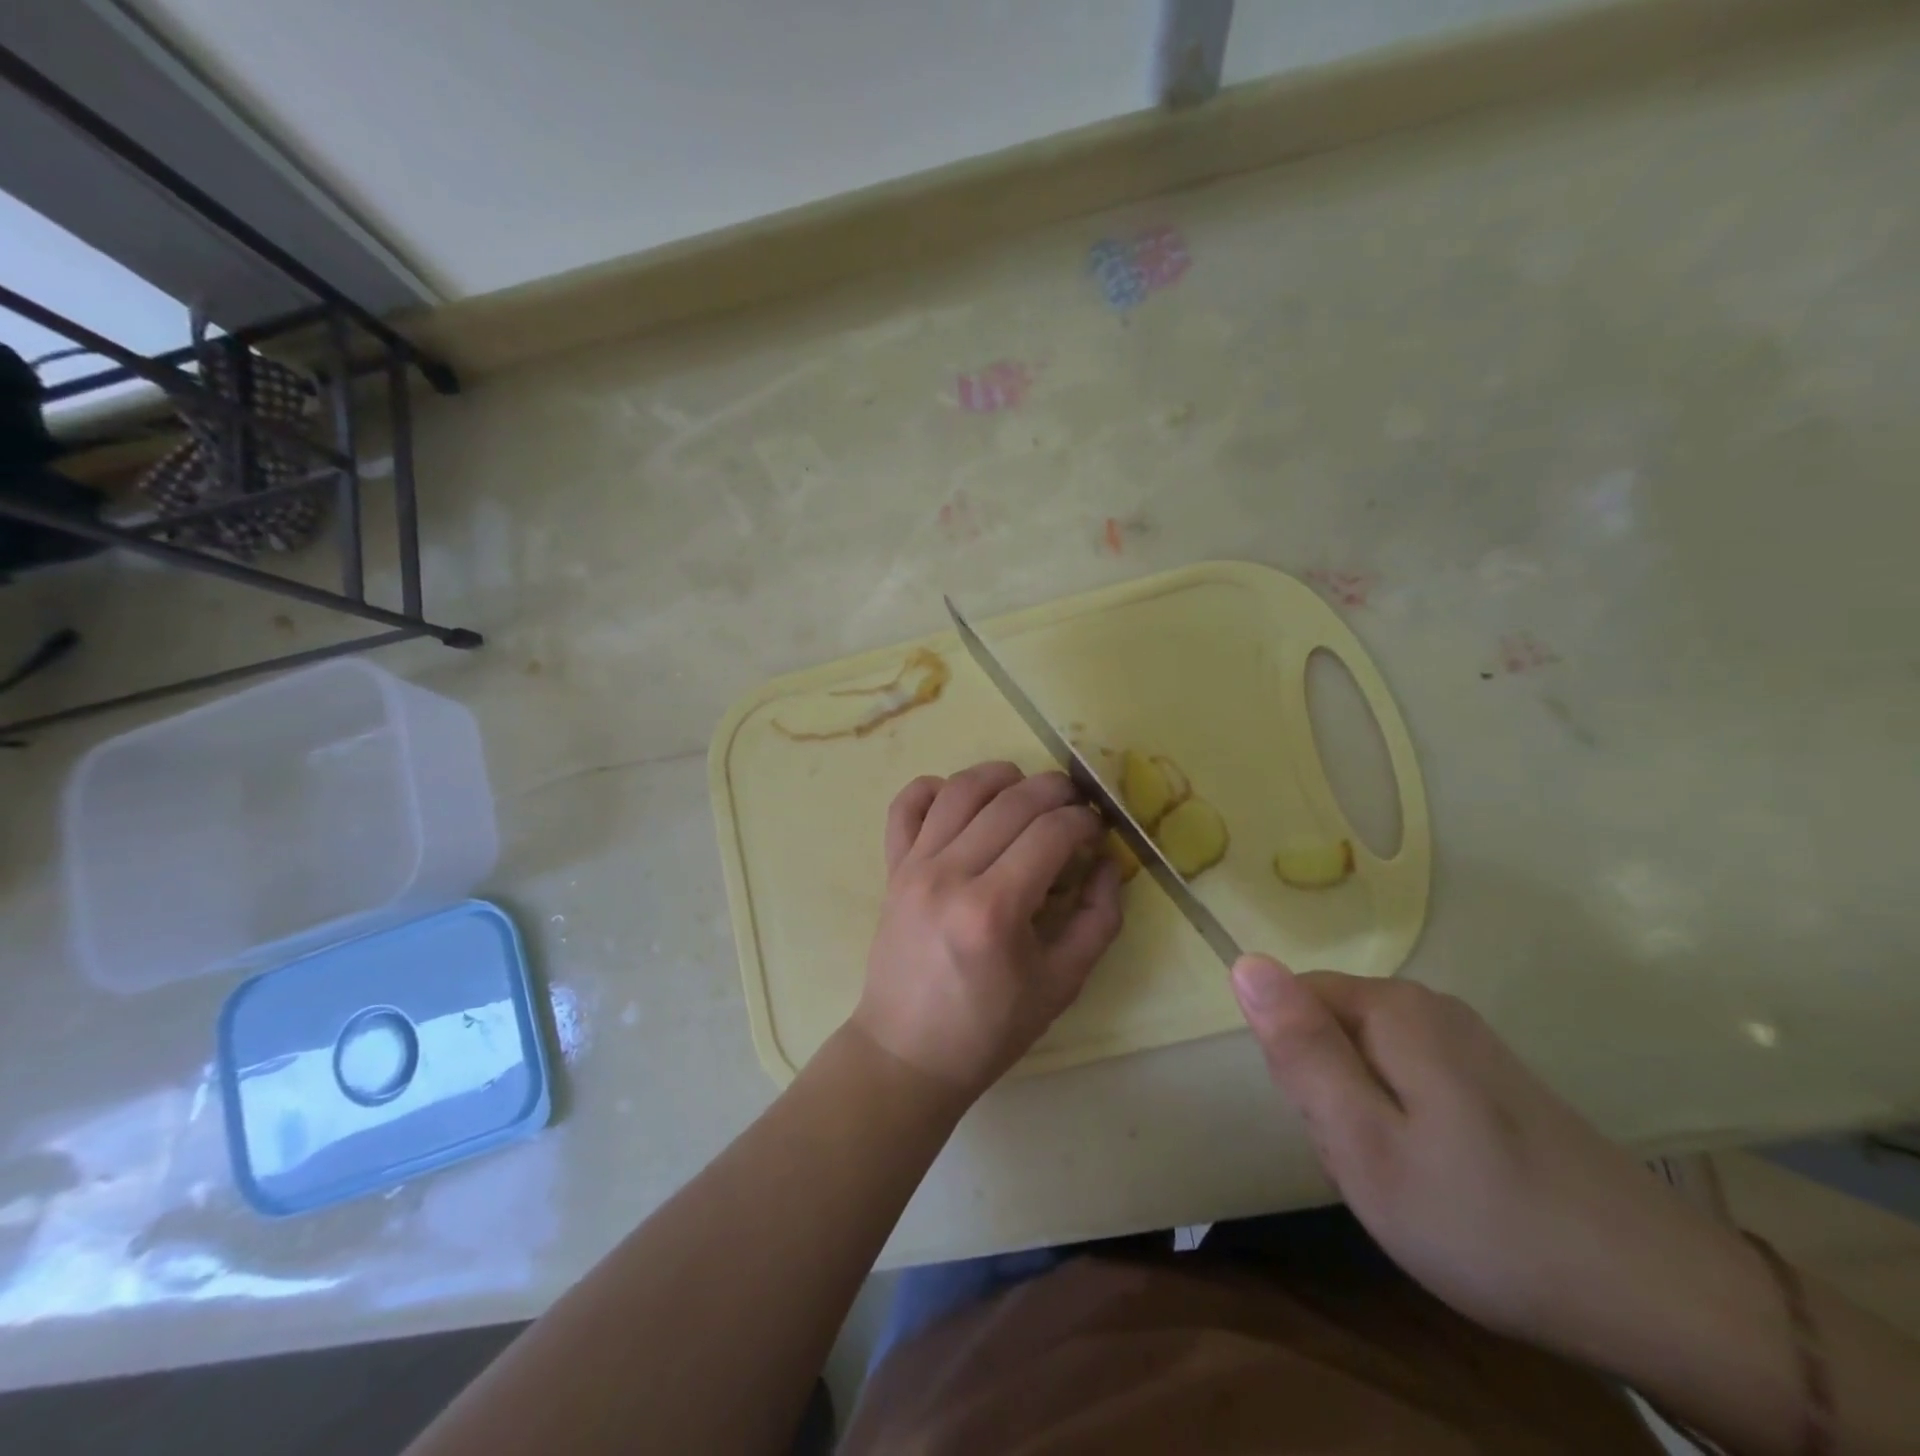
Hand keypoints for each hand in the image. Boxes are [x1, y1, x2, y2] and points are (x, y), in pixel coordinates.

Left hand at [852, 762, 1123, 1098]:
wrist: (908, 1053)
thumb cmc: (990, 1028)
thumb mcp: (1063, 984)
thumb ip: (1098, 918)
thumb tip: (1106, 862)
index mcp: (995, 909)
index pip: (1052, 832)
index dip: (1085, 821)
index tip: (1098, 830)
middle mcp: (950, 874)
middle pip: (1012, 801)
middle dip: (1056, 791)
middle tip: (1076, 805)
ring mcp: (914, 866)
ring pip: (961, 789)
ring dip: (1002, 776)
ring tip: (1027, 790)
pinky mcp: (892, 867)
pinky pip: (906, 805)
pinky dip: (935, 787)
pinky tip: (962, 799)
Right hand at [1229, 956, 1767, 1369]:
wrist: (1664, 1301)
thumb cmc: (1484, 1220)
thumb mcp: (1362, 1142)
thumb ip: (1299, 1048)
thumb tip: (1245, 961)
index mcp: (1393, 1007)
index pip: (1293, 1002)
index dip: (1298, 1070)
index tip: (1334, 1131)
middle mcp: (1429, 1006)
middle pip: (1331, 1031)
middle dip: (1332, 1096)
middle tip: (1373, 1168)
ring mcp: (1470, 1043)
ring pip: (1368, 1063)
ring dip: (1366, 1119)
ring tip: (1409, 1183)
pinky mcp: (1496, 1081)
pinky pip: (1411, 1086)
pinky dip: (1407, 1131)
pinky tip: (1446, 1184)